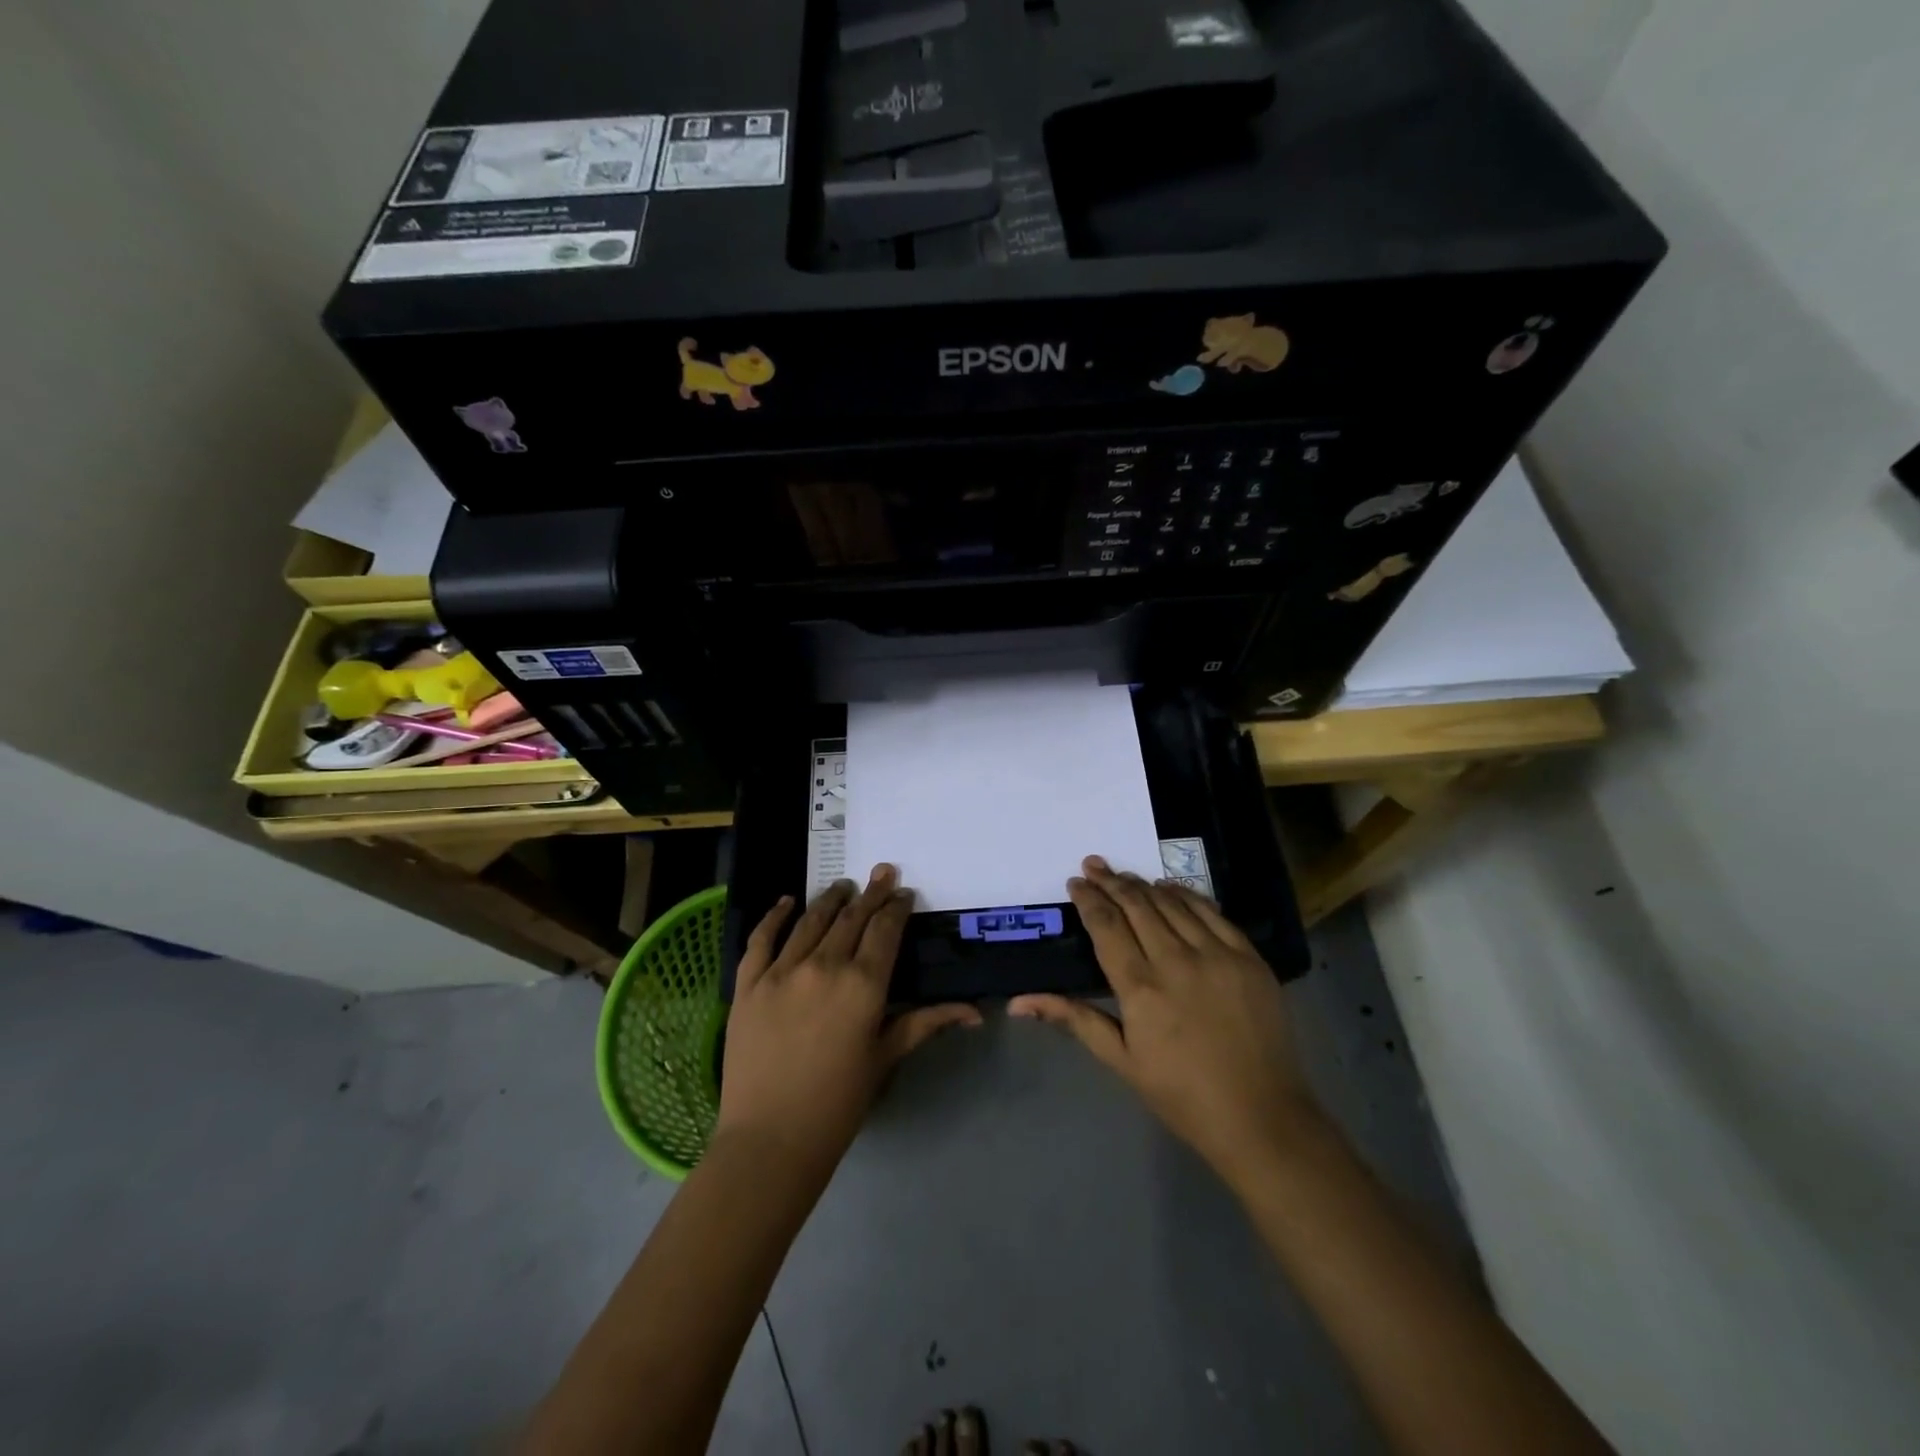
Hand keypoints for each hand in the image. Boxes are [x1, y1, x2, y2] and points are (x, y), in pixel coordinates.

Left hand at [718, 864, 981, 1178]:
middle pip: (851, 918)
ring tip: (843, 885)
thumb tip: (975, 1012)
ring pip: (810, 921)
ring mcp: (781, 971)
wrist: (770, 1140)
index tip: (904, 894)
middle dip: (871, 893)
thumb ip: (926, 1024)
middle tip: (883, 872)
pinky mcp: (748, 984)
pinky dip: (774, 916)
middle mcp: (824, 966)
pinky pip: (761, 939)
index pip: (884, 931)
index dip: (896, 908)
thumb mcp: (886, 1058)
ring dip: (830, 898)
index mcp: (863, 985)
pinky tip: (785, 902)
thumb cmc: (838, 1104)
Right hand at [1010, 856, 1318, 1188]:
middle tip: (1094, 865)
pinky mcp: (1248, 957)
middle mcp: (1177, 961)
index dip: (1089, 899)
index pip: (1107, 925)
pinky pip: (1212, 912)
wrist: (1262, 1116)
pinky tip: (1170, 889)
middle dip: (1111, 881)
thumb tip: (1018, 1002)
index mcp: (1141, 988)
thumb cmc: (1182, 1094)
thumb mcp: (1121, 1060)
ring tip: (1125, 875)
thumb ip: (1074, 1019)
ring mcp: (1217, 955)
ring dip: (1144, 885)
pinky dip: (1186, 895)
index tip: (1075, 882)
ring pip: (1172, 903)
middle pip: (1137, 905)